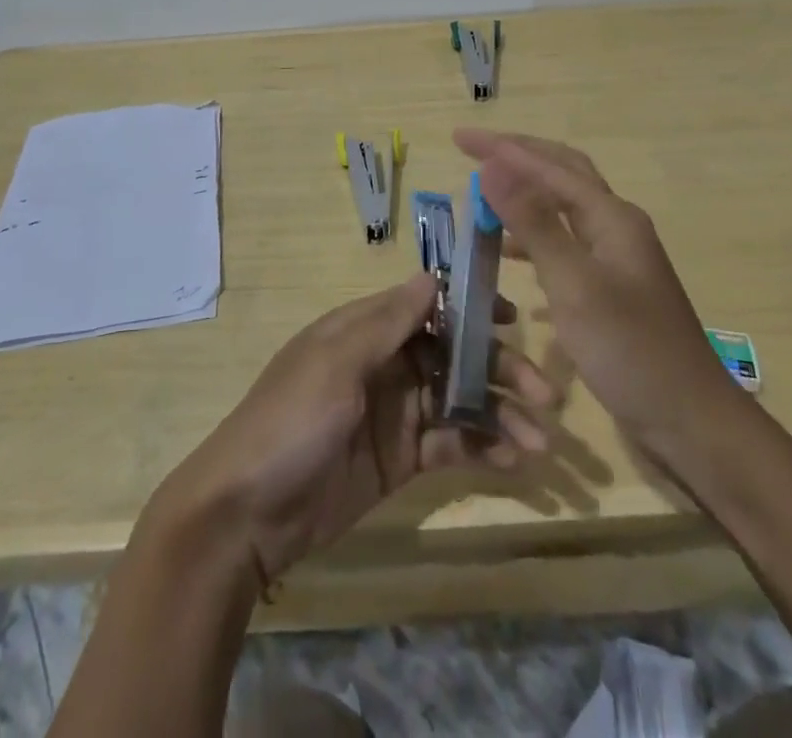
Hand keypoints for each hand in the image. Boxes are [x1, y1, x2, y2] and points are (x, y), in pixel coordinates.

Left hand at [152, 273, 555, 583]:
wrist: (246, 514)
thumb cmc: (290, 421)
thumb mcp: (335, 363)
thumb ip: (387, 322)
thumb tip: (433, 276)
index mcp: (366, 330)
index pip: (429, 306)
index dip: (471, 309)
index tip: (514, 319)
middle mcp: (386, 363)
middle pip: (454, 354)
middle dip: (499, 369)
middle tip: (545, 395)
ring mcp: (396, 412)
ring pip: (460, 401)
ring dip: (501, 414)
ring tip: (541, 441)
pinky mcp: (402, 459)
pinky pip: (452, 444)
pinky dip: (484, 448)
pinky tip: (515, 461)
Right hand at [456, 129, 735, 465]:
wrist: (692, 423)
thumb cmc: (631, 351)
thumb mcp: (574, 284)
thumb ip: (533, 223)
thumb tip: (494, 166)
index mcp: (611, 217)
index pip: (549, 165)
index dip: (502, 148)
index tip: (458, 138)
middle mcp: (616, 227)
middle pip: (562, 174)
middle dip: (517, 157)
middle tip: (473, 150)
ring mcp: (616, 258)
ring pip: (563, 208)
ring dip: (524, 194)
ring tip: (483, 196)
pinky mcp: (610, 288)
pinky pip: (564, 244)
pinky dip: (532, 237)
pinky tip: (508, 254)